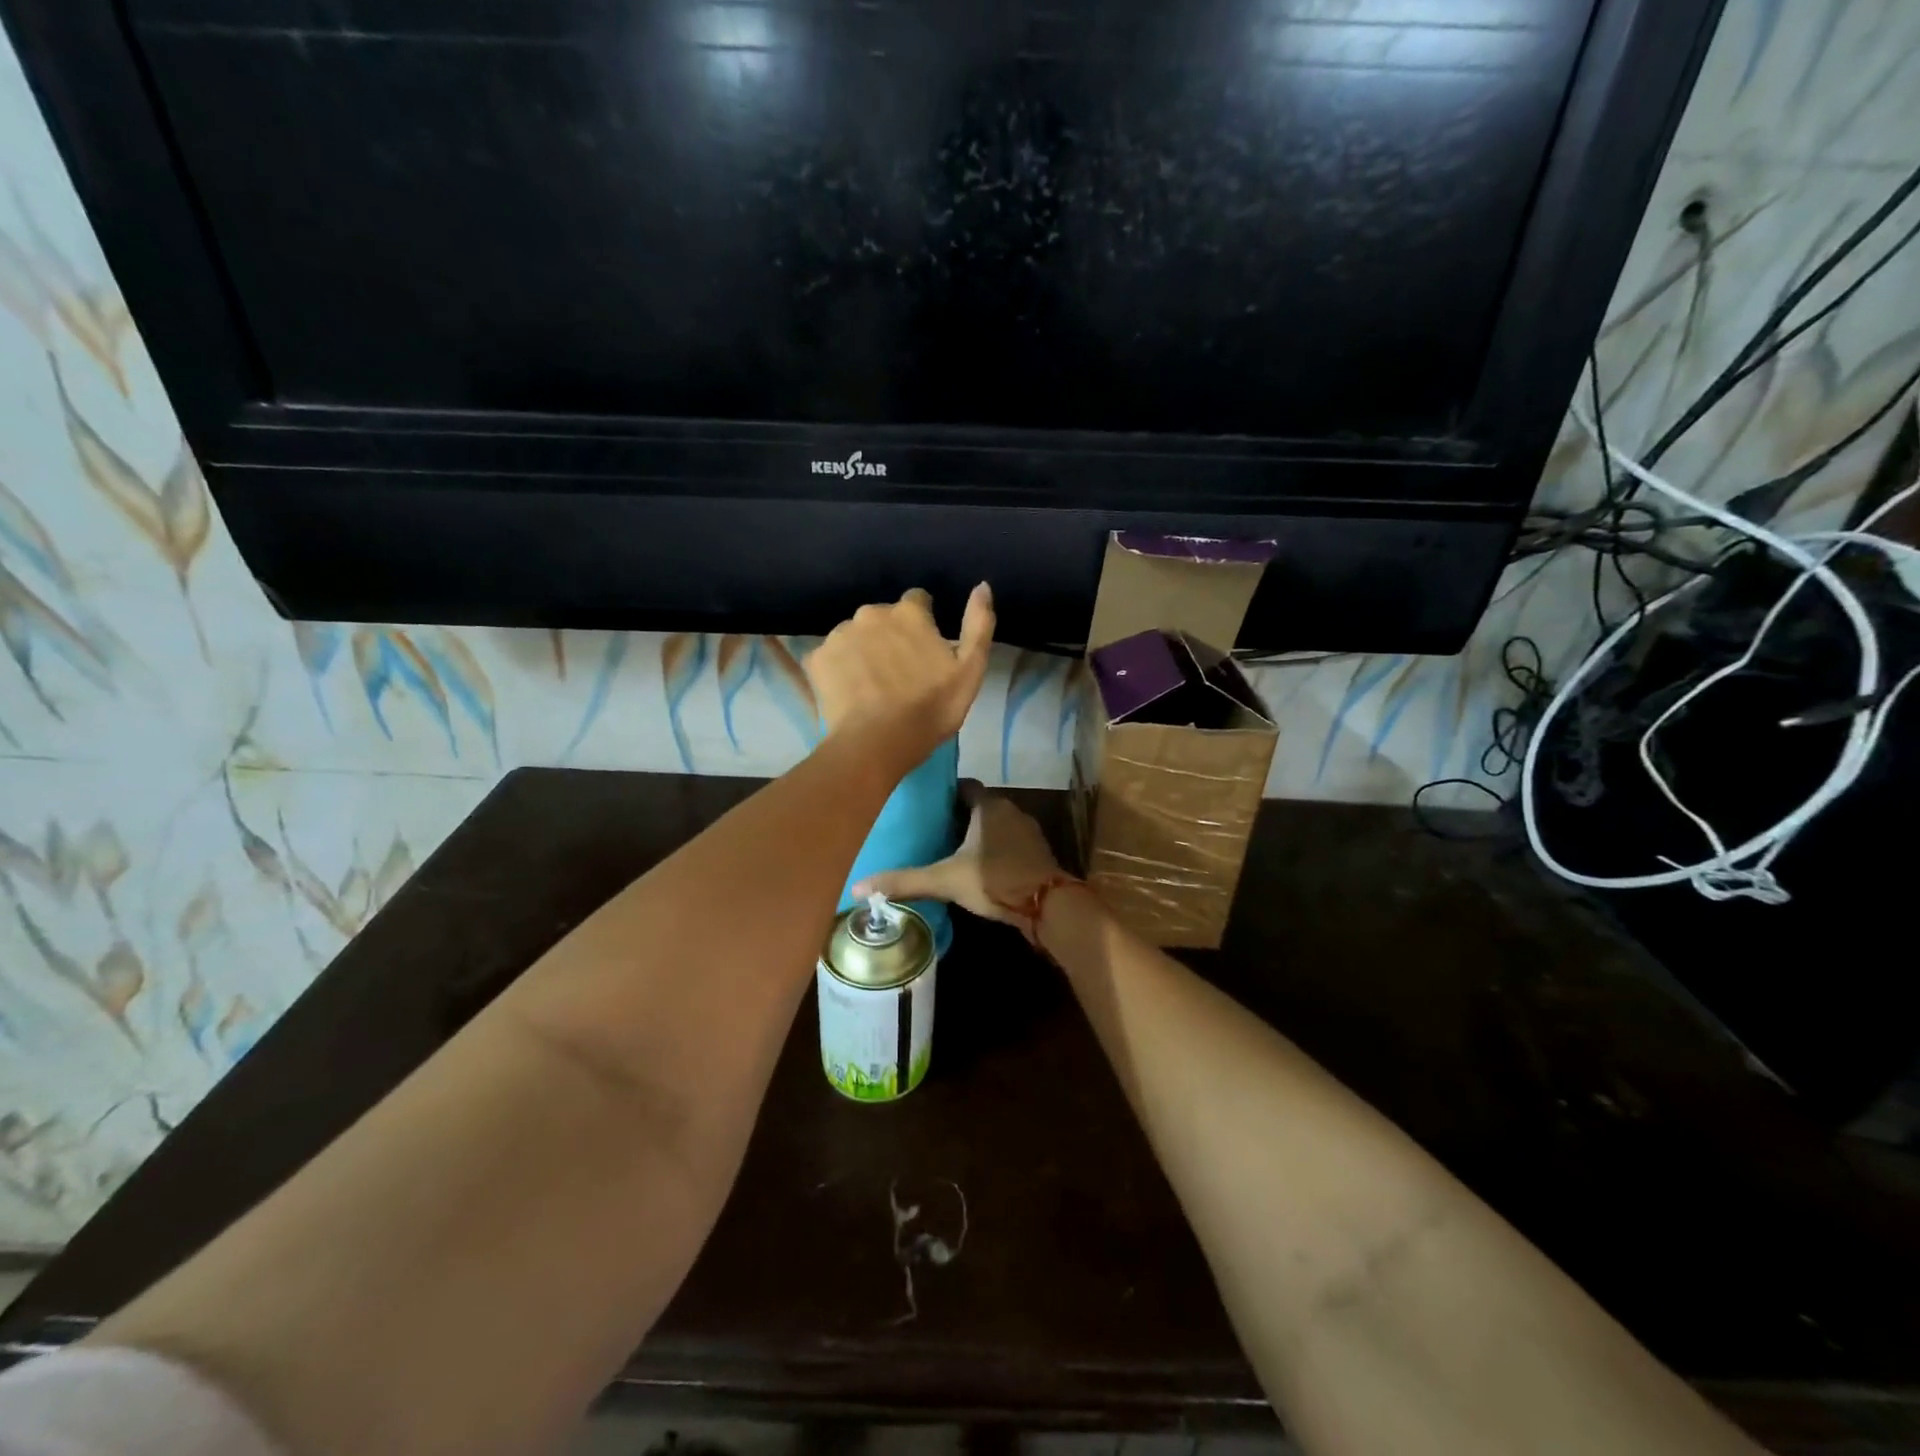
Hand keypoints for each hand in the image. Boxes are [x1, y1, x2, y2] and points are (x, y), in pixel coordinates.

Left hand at [807, 584, 994, 768]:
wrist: (876, 743)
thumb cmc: (930, 709)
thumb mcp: (970, 671)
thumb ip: (979, 624)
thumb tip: (982, 586)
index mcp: (909, 613)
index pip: (918, 601)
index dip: (924, 623)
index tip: (925, 650)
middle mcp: (871, 613)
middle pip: (884, 618)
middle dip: (891, 636)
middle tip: (900, 673)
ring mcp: (839, 635)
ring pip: (856, 635)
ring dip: (865, 650)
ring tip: (872, 685)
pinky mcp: (816, 659)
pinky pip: (832, 657)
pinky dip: (840, 669)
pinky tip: (850, 693)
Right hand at [853, 785, 1067, 932]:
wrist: (1047, 905)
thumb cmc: (994, 879)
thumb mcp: (944, 880)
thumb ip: (904, 881)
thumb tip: (857, 887)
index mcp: (988, 805)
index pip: (964, 787)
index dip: (945, 795)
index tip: (925, 808)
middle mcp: (1010, 810)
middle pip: (979, 807)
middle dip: (958, 817)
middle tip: (932, 832)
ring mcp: (1028, 831)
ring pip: (996, 826)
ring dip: (978, 836)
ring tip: (952, 852)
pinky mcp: (1038, 853)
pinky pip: (1010, 844)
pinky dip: (995, 851)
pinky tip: (980, 869)